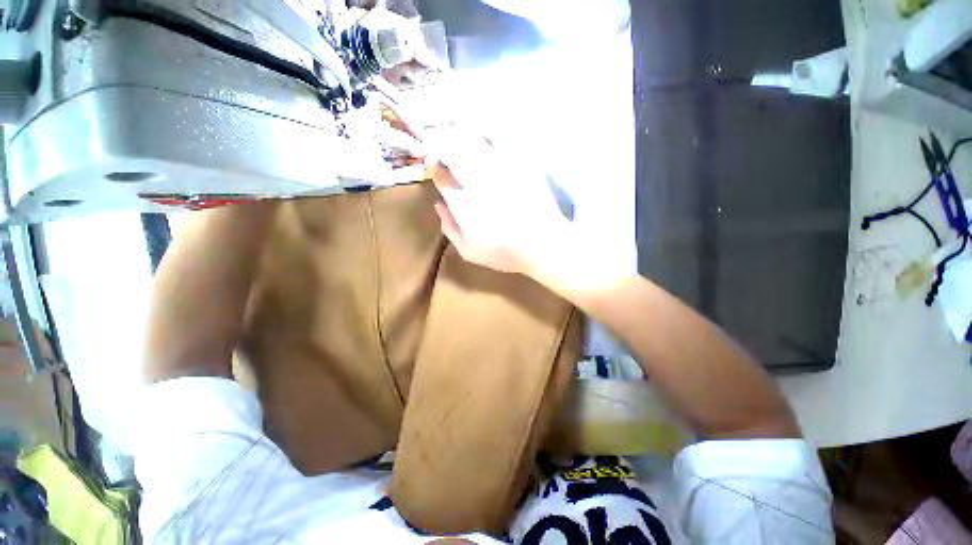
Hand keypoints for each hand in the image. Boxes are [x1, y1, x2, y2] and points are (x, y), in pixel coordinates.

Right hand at [425, 131, 573, 276]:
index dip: (435, 169)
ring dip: (459, 134)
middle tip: (441, 147)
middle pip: (451, 150)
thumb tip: (438, 204)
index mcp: (463, 202)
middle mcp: (477, 179)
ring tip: (457, 135)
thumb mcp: (469, 251)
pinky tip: (483, 131)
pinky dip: (487, 129)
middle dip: (441, 145)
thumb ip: (449, 228)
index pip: (441, 177)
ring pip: (471, 138)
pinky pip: (500, 135)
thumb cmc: (504, 253)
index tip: (436, 168)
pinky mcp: (519, 161)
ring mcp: (499, 168)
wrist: (543, 244)